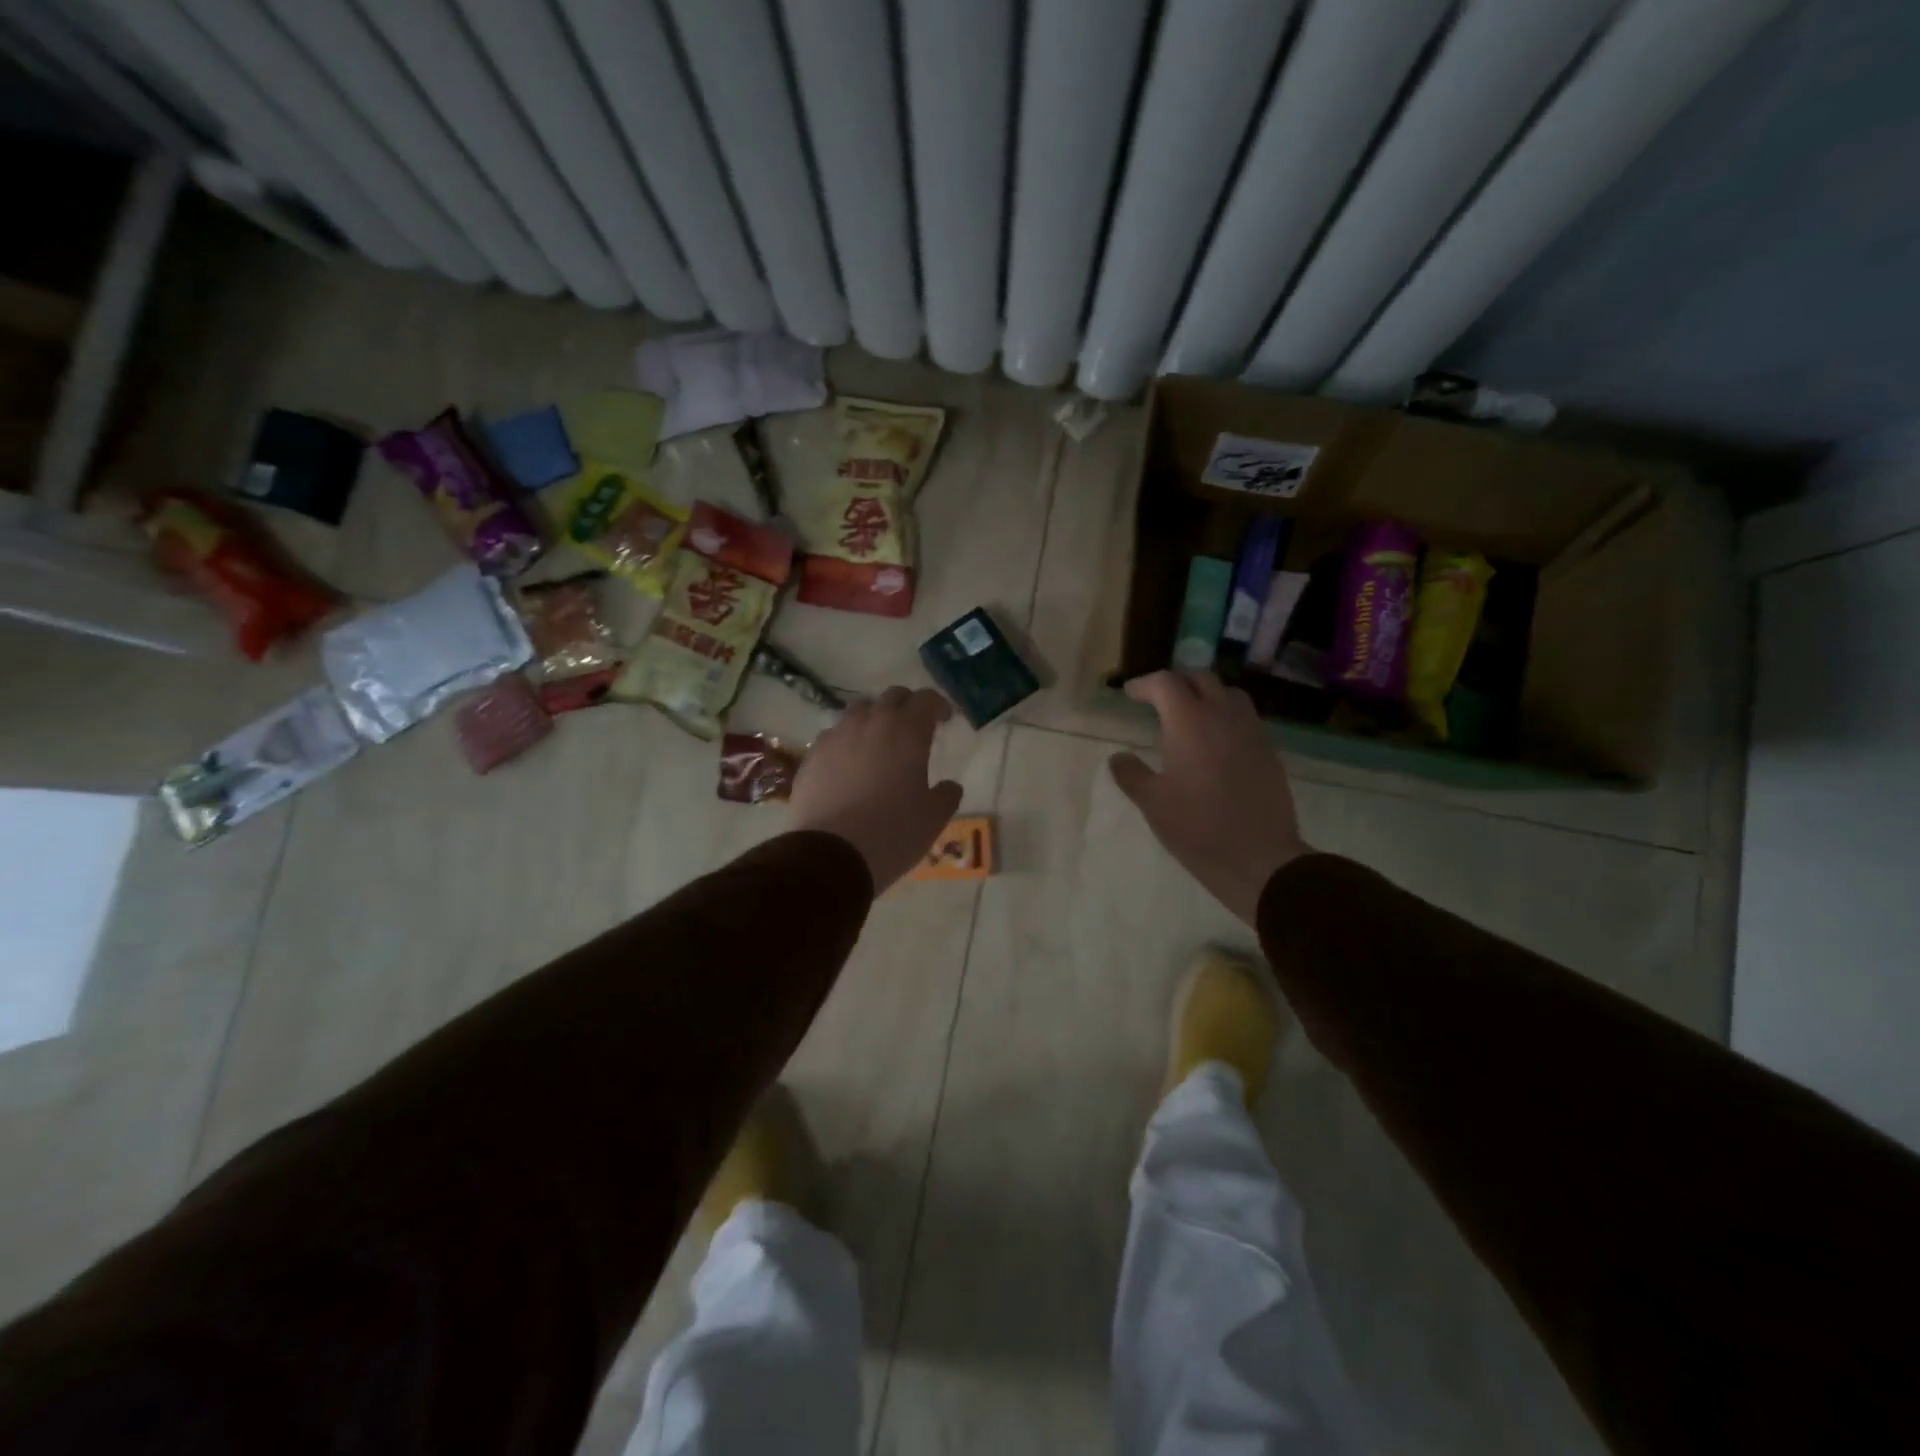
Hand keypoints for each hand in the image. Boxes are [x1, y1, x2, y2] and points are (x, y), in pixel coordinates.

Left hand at [790, 686, 963, 893]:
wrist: (831, 855)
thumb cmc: (893, 832)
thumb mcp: (933, 818)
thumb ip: (947, 795)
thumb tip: (949, 786)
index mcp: (906, 731)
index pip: (926, 699)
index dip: (938, 706)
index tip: (945, 720)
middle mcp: (870, 723)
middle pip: (891, 697)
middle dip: (907, 706)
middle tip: (914, 728)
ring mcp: (836, 737)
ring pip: (858, 711)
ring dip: (873, 719)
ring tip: (879, 743)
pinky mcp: (811, 756)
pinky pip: (833, 736)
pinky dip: (847, 741)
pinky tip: (849, 765)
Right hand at [1109, 671, 1309, 924]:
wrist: (1259, 857)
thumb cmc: (1197, 827)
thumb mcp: (1153, 803)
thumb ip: (1131, 774)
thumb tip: (1118, 757)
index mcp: (1189, 722)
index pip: (1166, 683)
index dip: (1145, 684)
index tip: (1131, 694)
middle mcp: (1223, 716)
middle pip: (1201, 678)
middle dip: (1177, 682)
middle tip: (1158, 700)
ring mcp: (1251, 731)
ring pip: (1229, 694)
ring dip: (1206, 695)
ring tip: (1191, 715)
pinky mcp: (1269, 751)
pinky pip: (1246, 718)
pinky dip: (1226, 716)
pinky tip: (1217, 742)